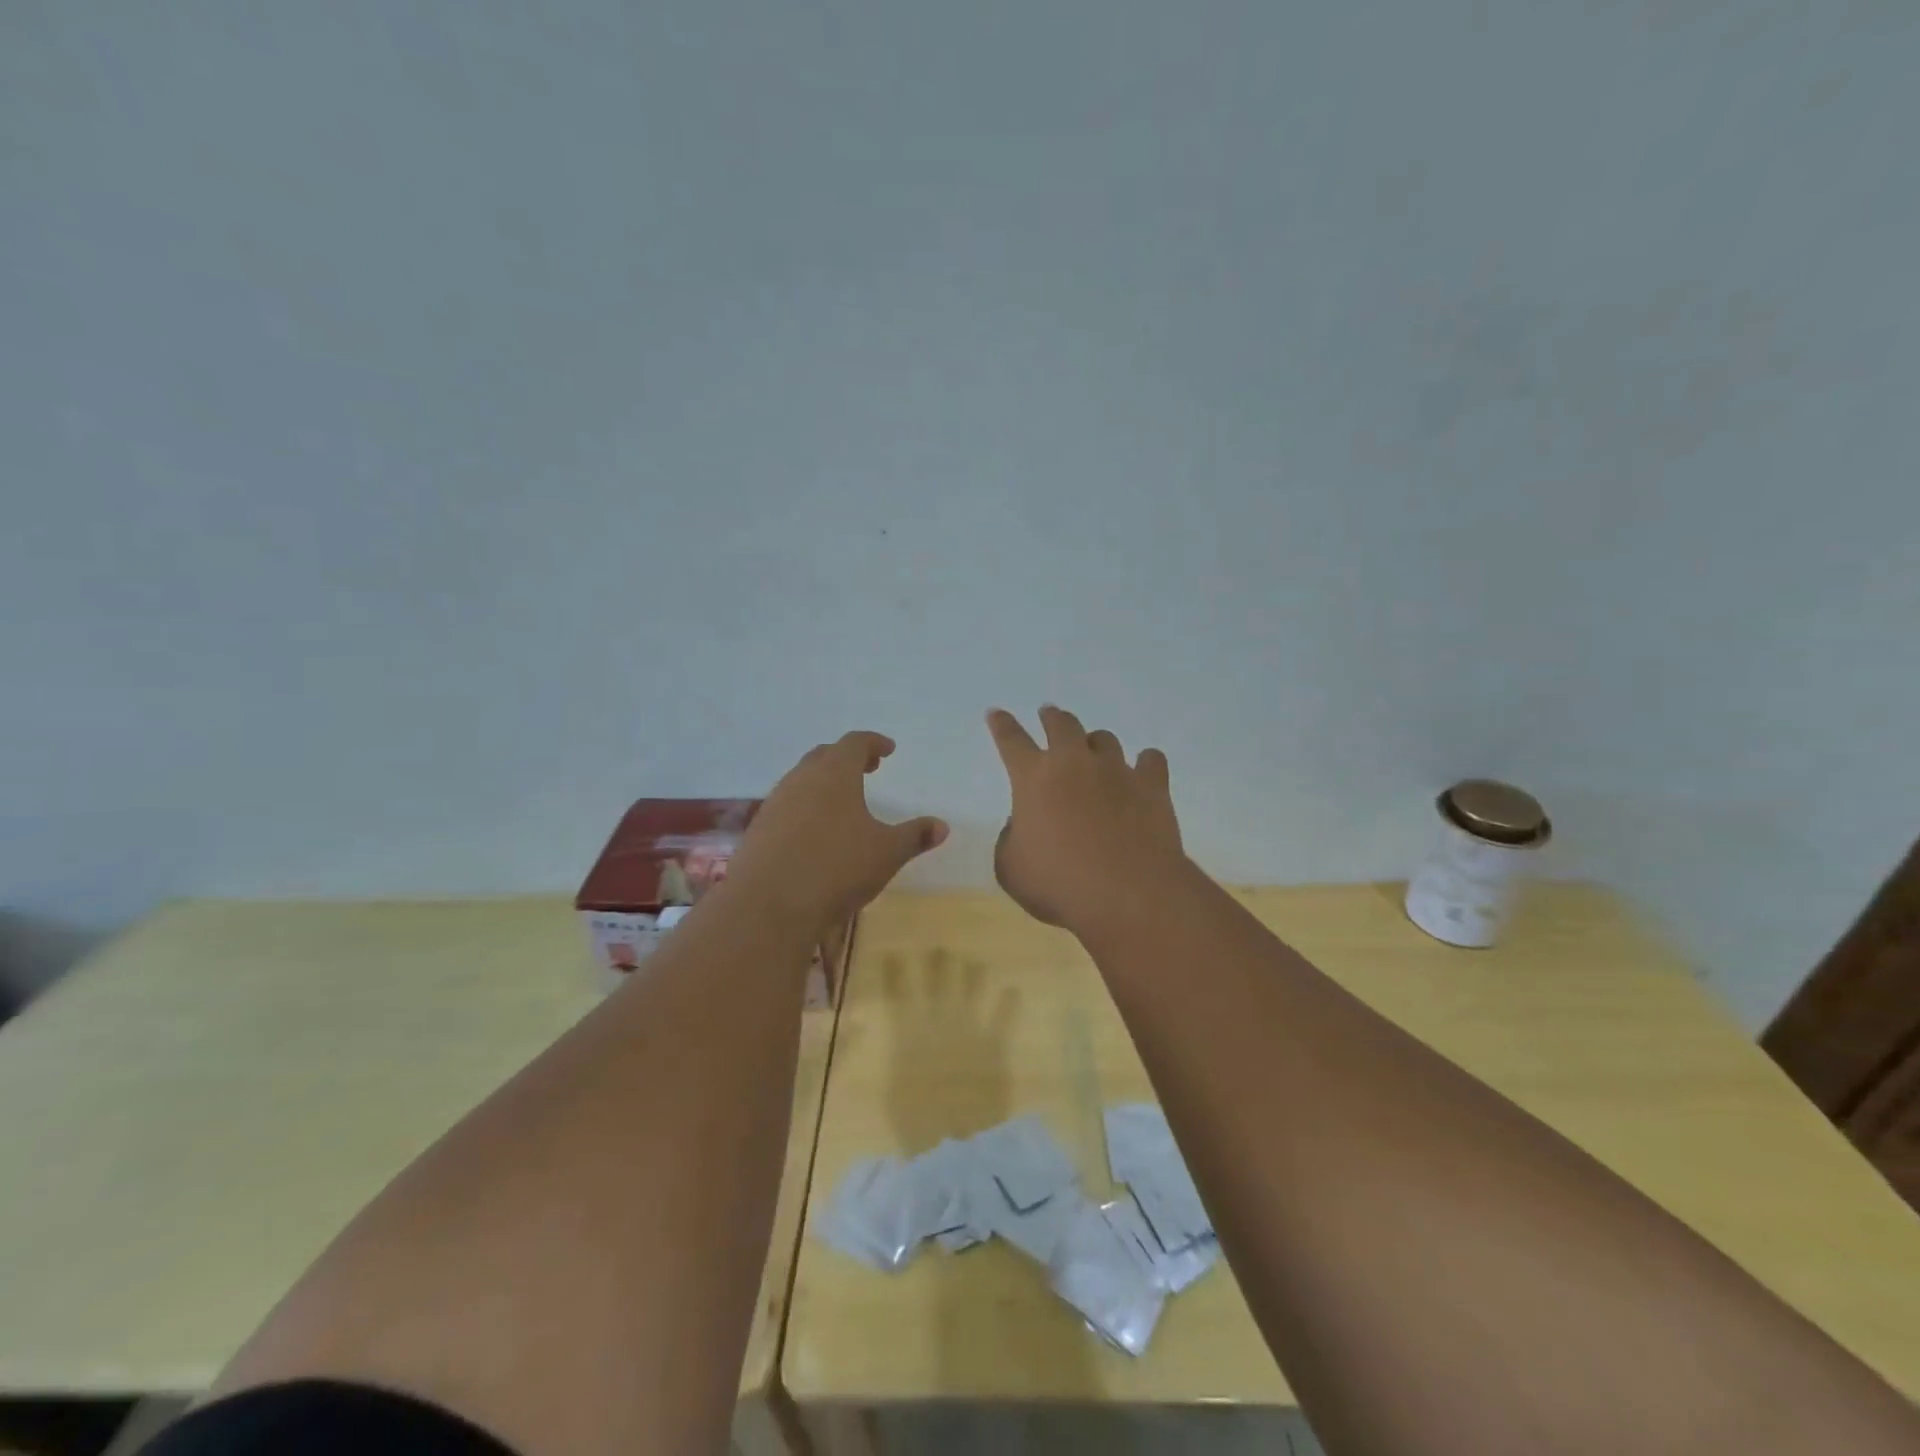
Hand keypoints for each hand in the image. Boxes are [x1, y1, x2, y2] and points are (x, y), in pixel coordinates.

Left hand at [726, 731, 948, 931]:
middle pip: (824, 755)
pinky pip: (786, 805)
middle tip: (867, 769)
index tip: (888, 750)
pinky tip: (814, 832)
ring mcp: (775, 803)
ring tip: (842, 801)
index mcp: (834, 774)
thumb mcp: (887, 853)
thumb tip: (942, 826)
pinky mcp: (758, 829)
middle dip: (847, 758)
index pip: (854, 743)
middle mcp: (801, 779)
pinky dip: (805, 807)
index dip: (873, 743)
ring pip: (801, 780)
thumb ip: (915, 836)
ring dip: (823, 782)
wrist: (768, 906)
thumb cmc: (836, 868)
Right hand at [986, 705, 1185, 930]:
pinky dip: (1144, 764)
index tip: (997, 713)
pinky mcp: (1152, 786)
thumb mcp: (1011, 868)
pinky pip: (1150, 760)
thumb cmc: (1058, 884)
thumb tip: (1023, 825)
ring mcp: (1117, 771)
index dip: (1002, 725)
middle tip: (1049, 715)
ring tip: (1094, 751)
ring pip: (1104, 739)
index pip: (1011, 740)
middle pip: (1062, 725)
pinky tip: (1143, 771)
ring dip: (1094, 742)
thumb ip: (1010, 840)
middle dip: (1052, 717)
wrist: (1127, 894)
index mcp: (1033, 778)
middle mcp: (1074, 763)